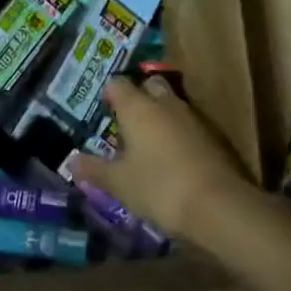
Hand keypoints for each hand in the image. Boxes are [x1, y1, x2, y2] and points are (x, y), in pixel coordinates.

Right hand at [69, 77, 256, 243]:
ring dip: (161, 116)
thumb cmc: (159, 187)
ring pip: (172, 104)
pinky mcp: (213, 137)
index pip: (118, 84)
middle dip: (139, 98)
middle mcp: (165, 103)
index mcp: (137, 107)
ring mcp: (192, 117)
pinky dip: (179, 135)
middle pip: (149, 86)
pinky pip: (189, 125)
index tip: (104, 112)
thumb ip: (94, 170)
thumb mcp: (119, 183)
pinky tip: (173, 159)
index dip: (109, 95)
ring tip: (148, 144)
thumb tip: (71, 161)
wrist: (218, 206)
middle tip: (127, 123)